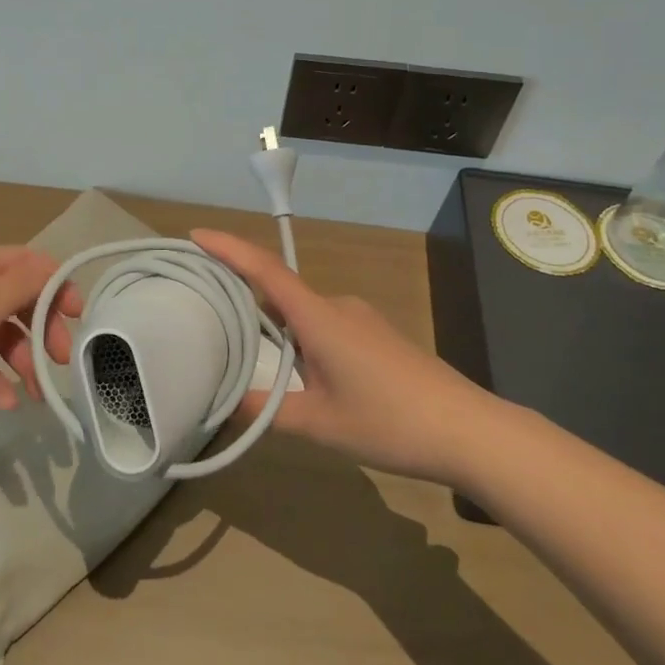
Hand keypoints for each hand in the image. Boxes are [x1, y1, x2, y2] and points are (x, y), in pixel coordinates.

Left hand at [0, 247, 80, 433]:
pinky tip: (4, 403)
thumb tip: (54, 267)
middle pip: (18, 299)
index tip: (78, 317)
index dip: (57, 285)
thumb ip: (23, 285)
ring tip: (35, 393)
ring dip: (23, 359)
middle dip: (43, 328)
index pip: (28, 263)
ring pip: (0, 333)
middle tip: (60, 360)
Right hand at [193, 229, 495, 484]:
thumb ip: (268, 412)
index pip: (264, 270)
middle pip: (280, 290)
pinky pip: (324, 324)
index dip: (229, 249)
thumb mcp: (320, 424)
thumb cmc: (389, 421)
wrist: (468, 429)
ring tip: (247, 353)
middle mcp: (337, 306)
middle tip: (207, 310)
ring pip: (303, 312)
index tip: (197, 235)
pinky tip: (299, 372)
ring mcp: (360, 318)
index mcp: (318, 317)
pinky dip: (300, 335)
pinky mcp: (376, 335)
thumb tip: (225, 405)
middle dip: (243, 295)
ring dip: (274, 324)